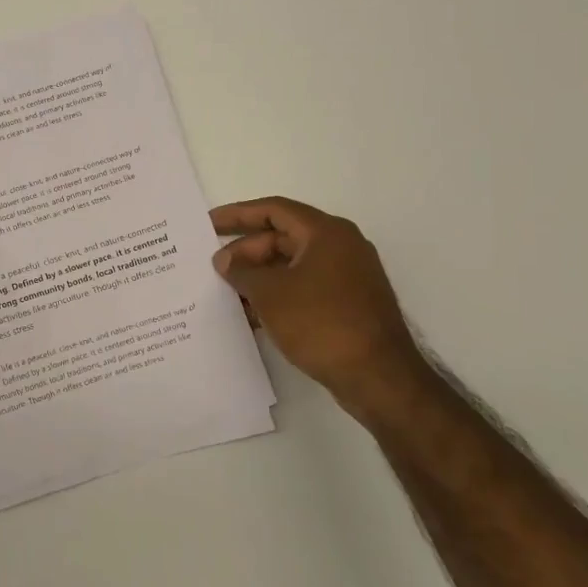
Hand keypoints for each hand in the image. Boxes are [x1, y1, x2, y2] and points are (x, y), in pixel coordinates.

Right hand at [211, 197, 424, 420]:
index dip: (238, 214)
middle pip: (284, 237)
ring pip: (293, 265)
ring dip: (260, 276)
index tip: (209, 224)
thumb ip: (242, 271)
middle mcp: (341, 246)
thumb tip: (225, 260)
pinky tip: (253, 314)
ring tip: (228, 292)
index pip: (274, 210)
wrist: (378, 377)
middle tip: (216, 268)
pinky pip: (305, 287)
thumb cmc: (321, 323)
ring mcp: (348, 276)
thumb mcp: (270, 294)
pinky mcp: (349, 304)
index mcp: (326, 232)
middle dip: (246, 251)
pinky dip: (279, 294)